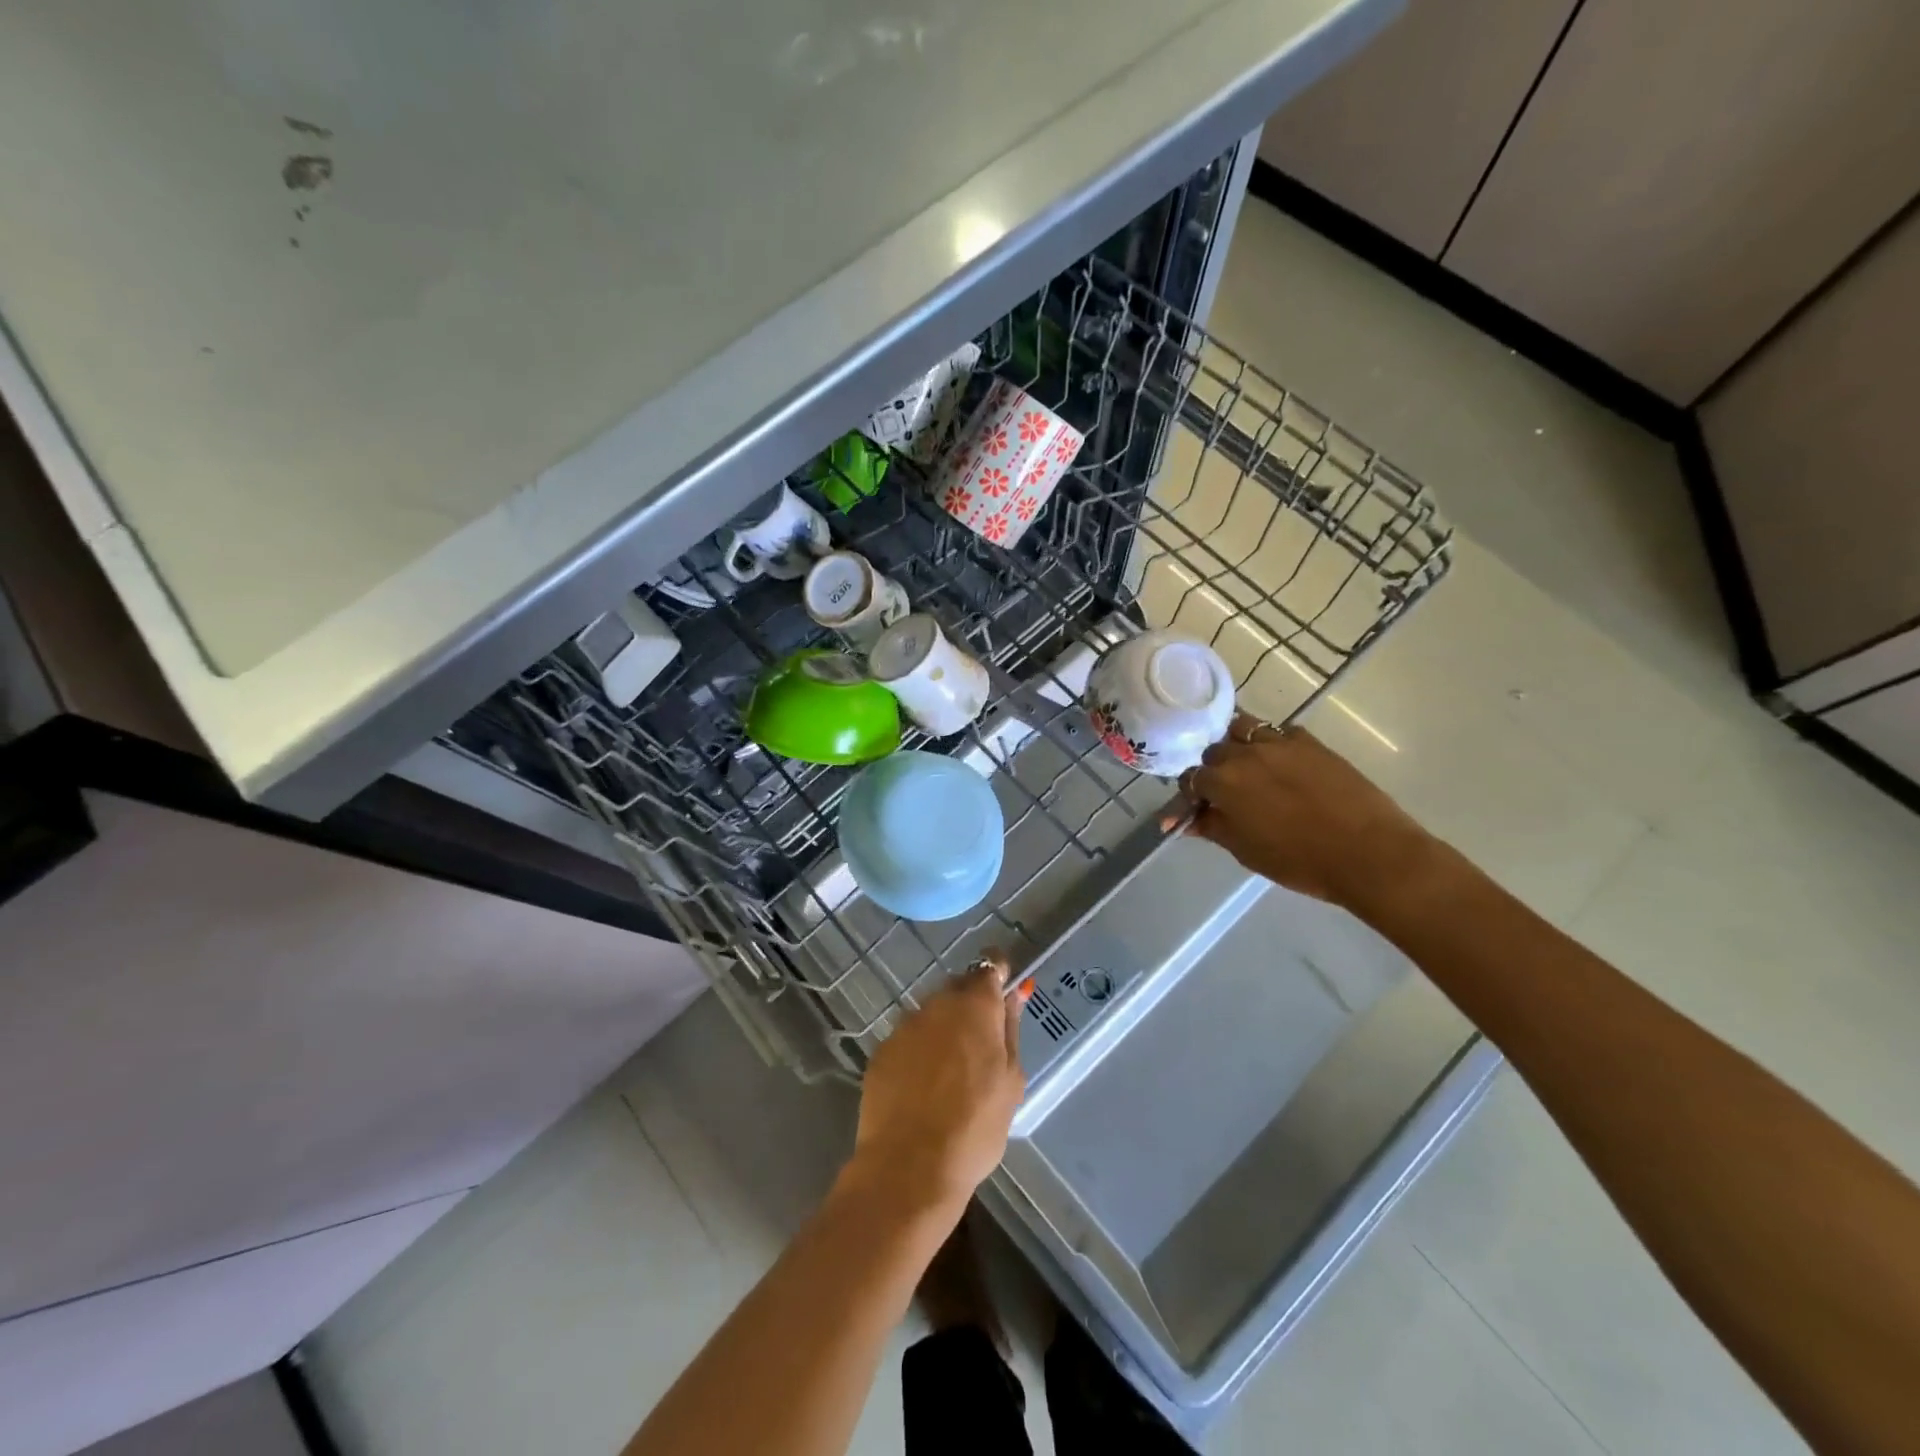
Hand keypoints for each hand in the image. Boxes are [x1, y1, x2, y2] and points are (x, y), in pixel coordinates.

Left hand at [845, 953, 1025, 1217]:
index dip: (999, 974)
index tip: (1005, 992)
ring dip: (945, 1029)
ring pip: (932, 1014)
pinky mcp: (882, 1050)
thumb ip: (1010, 1031)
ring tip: (953, 1073)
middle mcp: (937, 1004)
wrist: (909, 1167)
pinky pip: (909, 1039)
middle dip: (972, 1006)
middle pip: (959, 988)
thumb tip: (1013, 997)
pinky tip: (925, 1086)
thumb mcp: (1011, 1081)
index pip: (990, 966)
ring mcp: (905, 1025)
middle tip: (983, 1045)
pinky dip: (920, 1051)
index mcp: (975, 1006)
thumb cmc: (975, 1127)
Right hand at [1174, 714, 1437, 913]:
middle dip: (1214, 768)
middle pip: (1214, 750)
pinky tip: (1283, 764)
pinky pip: (1281, 732)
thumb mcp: (1246, 851)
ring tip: (1250, 766)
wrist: (1368, 852)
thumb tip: (1186, 820)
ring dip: (1239, 744)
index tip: (1201, 808)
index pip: (1191, 778)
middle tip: (1227, 791)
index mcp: (1223, 782)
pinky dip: (1274, 743)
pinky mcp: (1311, 742)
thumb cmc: (1299, 861)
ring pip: (1244, 728)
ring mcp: (1280, 743)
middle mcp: (1245, 754)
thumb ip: (1212, 828)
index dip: (1192, 794)